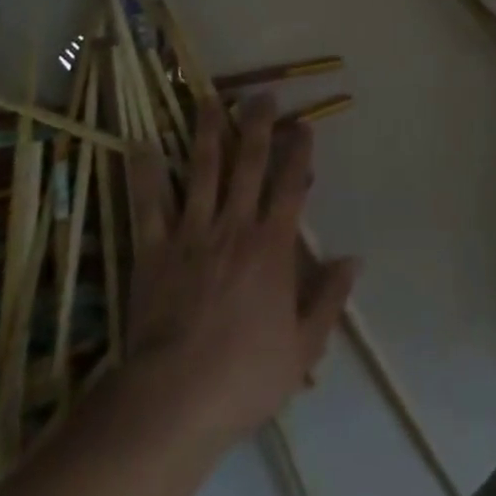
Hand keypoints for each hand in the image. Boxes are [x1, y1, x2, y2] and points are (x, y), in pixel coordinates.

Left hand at [124, 96, 359, 454]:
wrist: (175, 400)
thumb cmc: (244, 376)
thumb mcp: (302, 347)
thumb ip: (329, 299)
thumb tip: (354, 259)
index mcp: (272, 246)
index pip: (290, 186)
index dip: (299, 152)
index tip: (303, 124)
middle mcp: (235, 226)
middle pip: (249, 164)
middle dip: (257, 125)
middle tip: (261, 94)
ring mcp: (192, 233)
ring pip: (203, 170)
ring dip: (208, 132)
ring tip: (208, 99)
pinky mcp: (155, 249)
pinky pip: (150, 205)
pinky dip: (145, 174)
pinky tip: (141, 144)